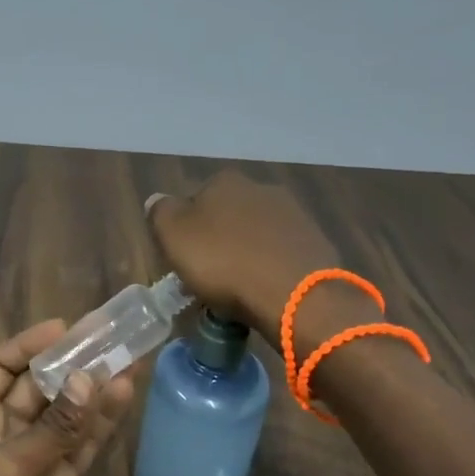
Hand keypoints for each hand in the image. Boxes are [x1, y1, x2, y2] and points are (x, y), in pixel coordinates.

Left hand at [0, 320, 134, 475]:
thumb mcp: (9, 469)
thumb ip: (53, 428)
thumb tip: (89, 380)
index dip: (29, 344)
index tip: (65, 328)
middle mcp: (2, 430)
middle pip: (39, 385)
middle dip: (71, 362)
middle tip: (111, 336)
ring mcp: (34, 457)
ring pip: (67, 412)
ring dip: (94, 388)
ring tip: (129, 357)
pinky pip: (82, 444)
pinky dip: (102, 422)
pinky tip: (125, 395)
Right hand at [147, 170, 350, 343]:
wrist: (295, 294)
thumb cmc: (224, 262)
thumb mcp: (173, 235)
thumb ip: (160, 212)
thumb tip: (158, 200)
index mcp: (224, 181)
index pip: (195, 200)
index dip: (186, 229)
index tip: (183, 258)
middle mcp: (261, 188)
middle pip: (228, 216)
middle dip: (219, 240)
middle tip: (209, 276)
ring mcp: (294, 215)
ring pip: (256, 235)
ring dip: (246, 255)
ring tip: (238, 289)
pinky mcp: (316, 244)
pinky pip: (281, 256)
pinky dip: (270, 269)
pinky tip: (265, 291)